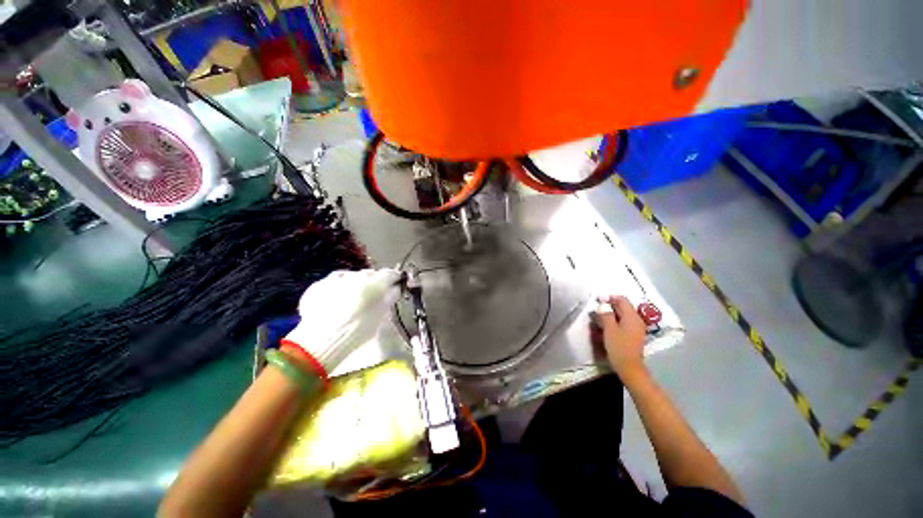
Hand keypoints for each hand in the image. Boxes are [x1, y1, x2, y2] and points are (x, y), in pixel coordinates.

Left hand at [283, 269, 401, 372]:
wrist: (320, 341)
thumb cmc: (357, 330)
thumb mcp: (380, 316)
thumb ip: (390, 298)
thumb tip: (395, 289)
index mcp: (374, 283)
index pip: (390, 274)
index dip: (395, 278)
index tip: (396, 282)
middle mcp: (356, 276)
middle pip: (370, 274)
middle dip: (374, 281)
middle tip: (374, 295)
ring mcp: (336, 279)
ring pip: (351, 275)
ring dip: (355, 282)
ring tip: (353, 297)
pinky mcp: (319, 285)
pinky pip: (333, 281)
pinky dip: (338, 287)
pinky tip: (336, 299)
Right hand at [595, 296, 646, 377]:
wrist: (630, 367)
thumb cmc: (619, 347)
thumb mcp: (609, 329)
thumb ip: (606, 314)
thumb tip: (603, 304)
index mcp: (632, 316)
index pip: (622, 300)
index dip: (610, 298)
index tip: (598, 301)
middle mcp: (637, 319)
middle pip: (623, 307)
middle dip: (610, 306)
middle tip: (597, 309)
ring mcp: (637, 327)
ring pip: (623, 315)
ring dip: (612, 314)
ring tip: (600, 318)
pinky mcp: (634, 334)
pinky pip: (624, 322)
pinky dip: (616, 321)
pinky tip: (607, 326)